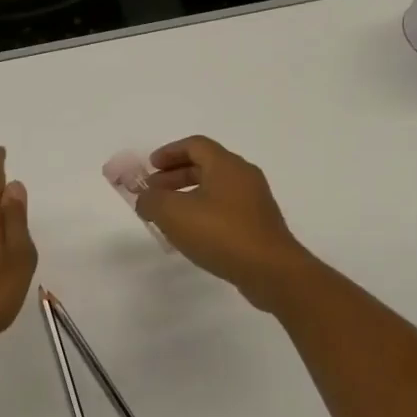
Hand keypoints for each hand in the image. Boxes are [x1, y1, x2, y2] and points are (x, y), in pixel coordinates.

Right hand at [135, 136, 310, 301]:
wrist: (271, 271)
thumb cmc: (221, 233)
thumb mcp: (173, 213)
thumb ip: (151, 200)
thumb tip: (145, 199)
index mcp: (226, 164)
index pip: (194, 145)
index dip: (169, 153)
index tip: (150, 167)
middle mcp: (244, 176)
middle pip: (205, 166)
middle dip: (175, 176)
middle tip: (153, 192)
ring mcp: (255, 201)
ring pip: (215, 189)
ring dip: (188, 196)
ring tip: (168, 216)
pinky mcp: (259, 225)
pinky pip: (225, 209)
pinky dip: (204, 212)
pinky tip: (191, 234)